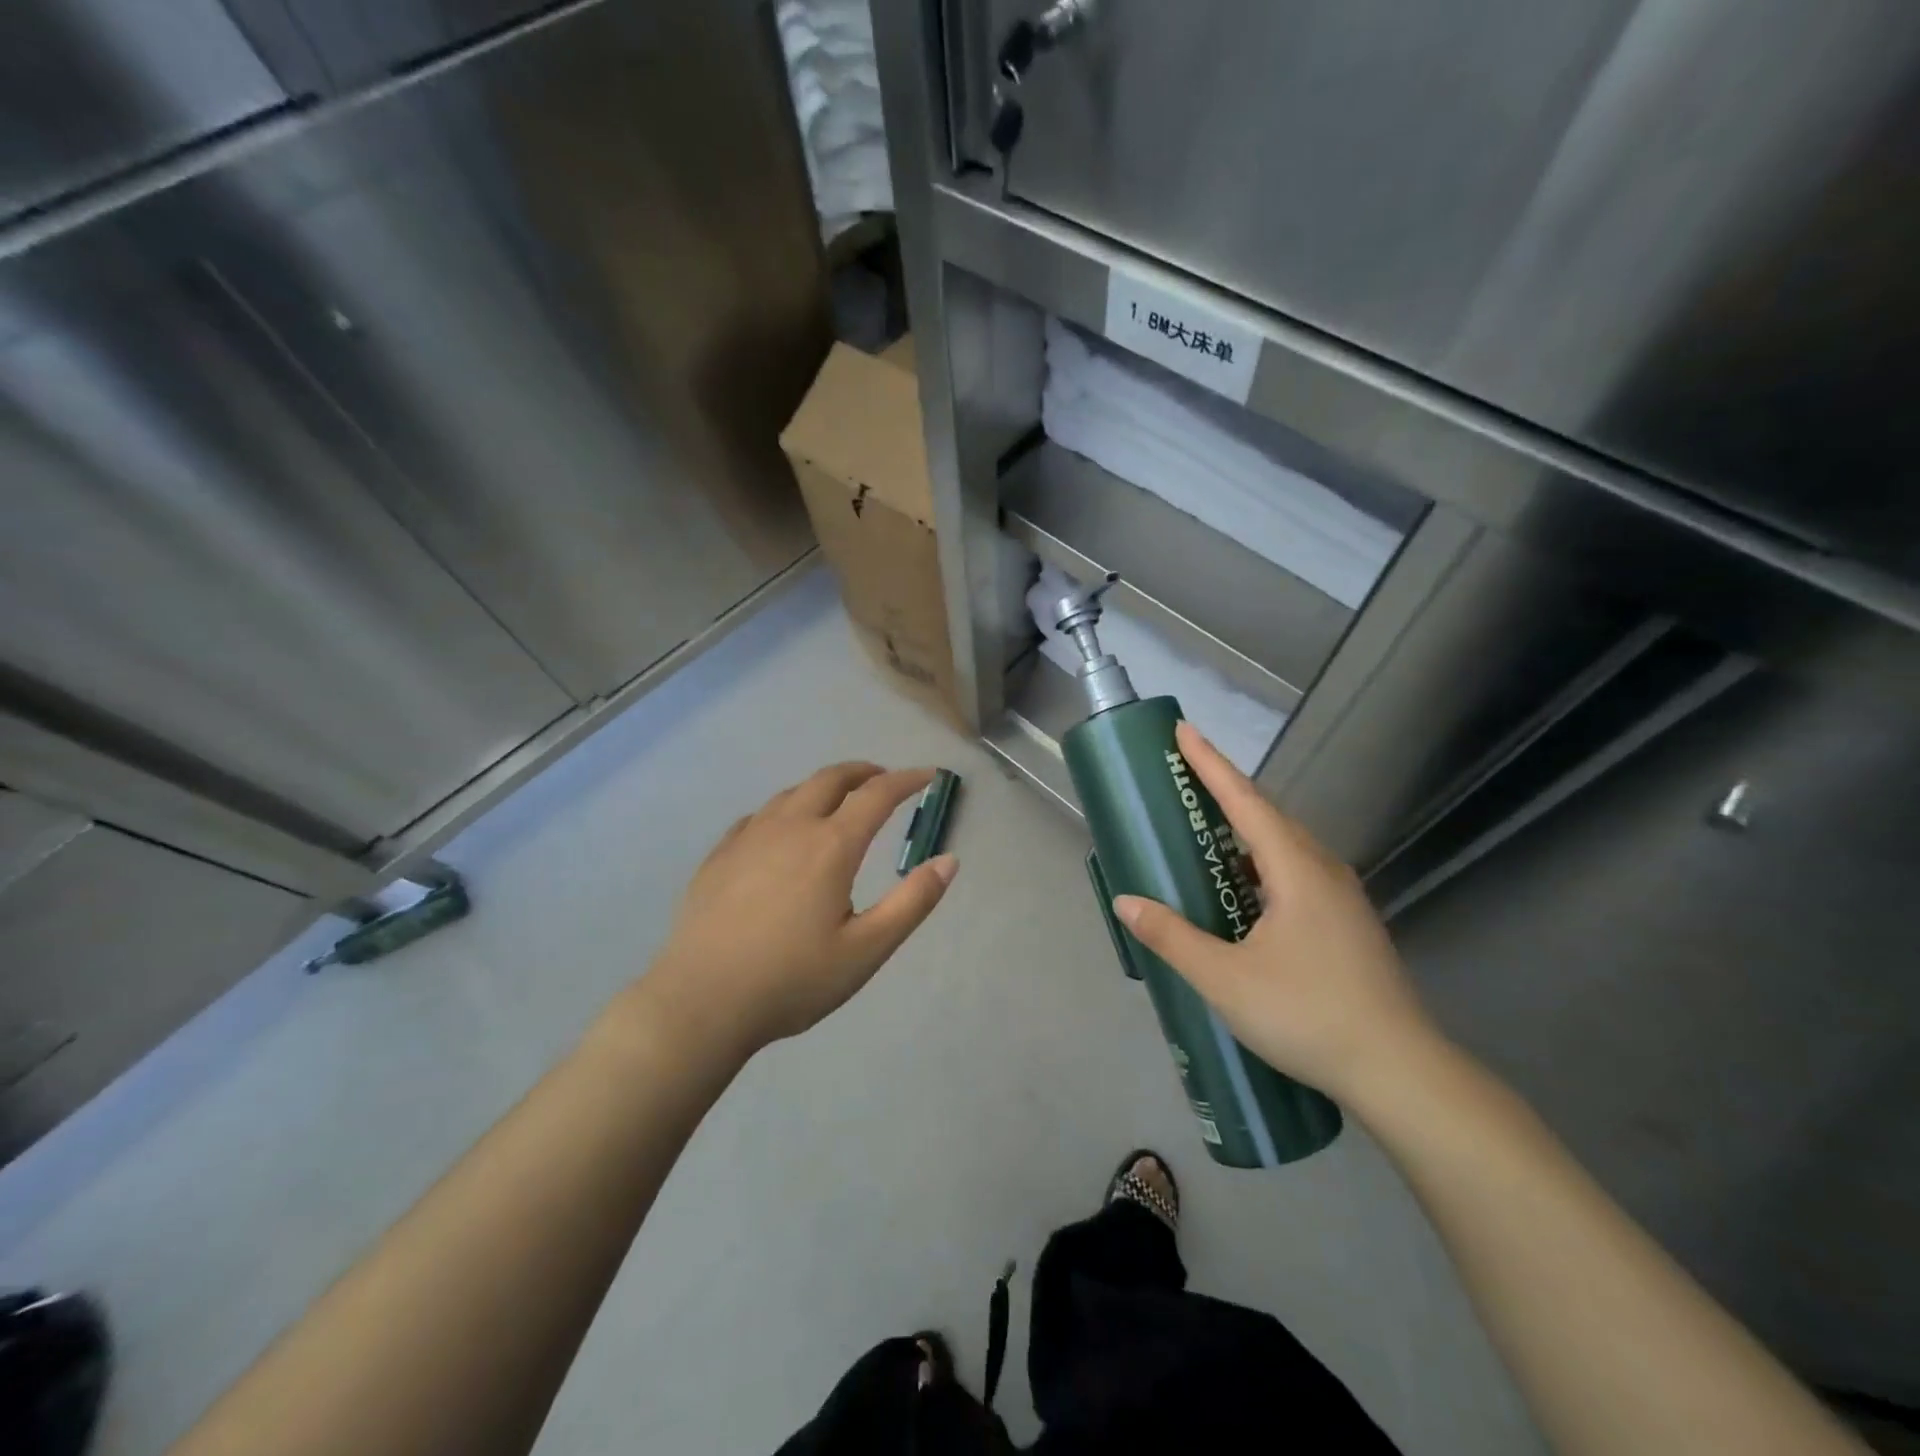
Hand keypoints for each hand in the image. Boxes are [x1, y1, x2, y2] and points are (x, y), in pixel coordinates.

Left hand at [640, 763, 956, 1060]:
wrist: (701, 1003)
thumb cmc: (792, 980)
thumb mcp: (867, 950)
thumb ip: (912, 902)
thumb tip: (950, 860)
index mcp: (831, 846)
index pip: (877, 795)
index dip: (906, 780)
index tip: (928, 775)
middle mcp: (790, 828)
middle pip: (830, 779)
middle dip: (863, 772)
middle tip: (884, 778)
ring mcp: (748, 838)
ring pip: (792, 793)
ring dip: (824, 787)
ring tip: (838, 800)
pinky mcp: (718, 856)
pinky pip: (758, 816)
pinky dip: (784, 809)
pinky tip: (781, 831)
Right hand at [1113, 721, 1435, 1102]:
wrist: (1399, 1072)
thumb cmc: (1308, 1015)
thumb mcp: (1226, 979)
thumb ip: (1173, 937)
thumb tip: (1126, 902)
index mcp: (1295, 870)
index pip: (1244, 801)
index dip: (1210, 763)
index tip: (1183, 730)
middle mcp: (1322, 870)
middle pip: (1266, 815)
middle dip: (1223, 790)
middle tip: (1182, 779)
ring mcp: (1340, 897)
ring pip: (1283, 845)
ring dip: (1242, 829)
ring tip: (1203, 830)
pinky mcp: (1345, 922)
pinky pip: (1293, 871)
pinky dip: (1258, 862)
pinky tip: (1240, 888)